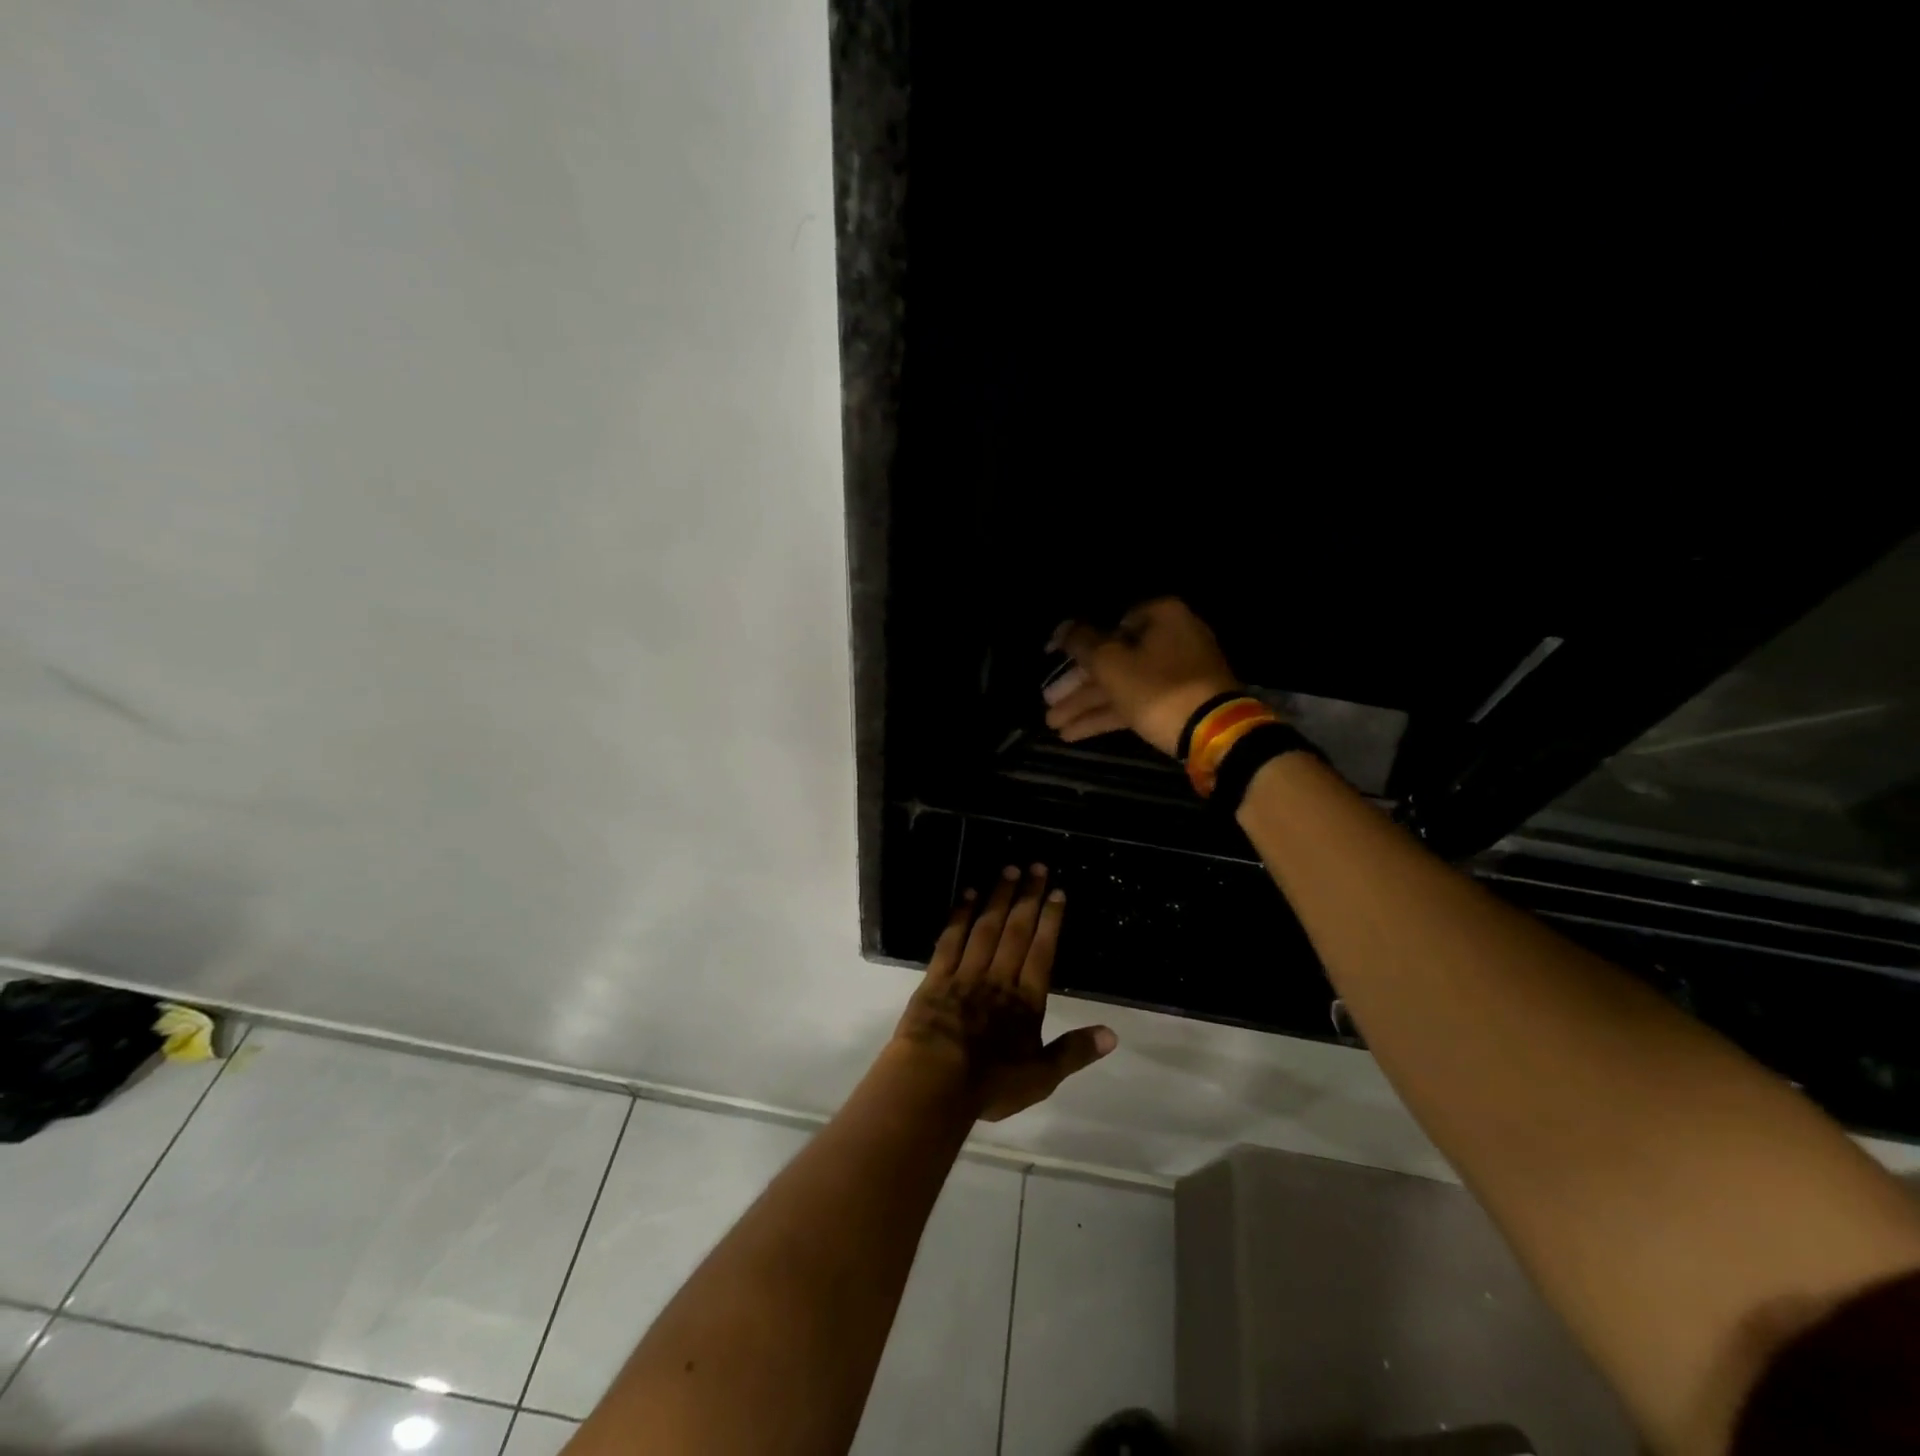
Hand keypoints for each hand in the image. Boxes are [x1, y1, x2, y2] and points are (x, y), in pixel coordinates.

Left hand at [892, 865, 1116, 1121]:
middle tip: (1036, 866)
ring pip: (986, 927)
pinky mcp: (936, 977)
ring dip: (999, 897)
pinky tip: (967, 895)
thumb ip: (1075, 1052)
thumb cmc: (991, 1084)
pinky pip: (951, 939)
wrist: (934, 1083)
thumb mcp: (1041, 1077)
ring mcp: (966, 974)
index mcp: (1025, 1000)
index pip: (1042, 952)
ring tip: (1009, 870)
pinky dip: (960, 915)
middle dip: (1029, 898)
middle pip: (1017, 931)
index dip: (1051, 921)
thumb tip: (1113, 1034)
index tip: (1057, 892)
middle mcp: (998, 978)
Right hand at [1042, 597, 1241, 756]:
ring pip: (1122, 684)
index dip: (1077, 642)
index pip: (1109, 623)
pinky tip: (1074, 733)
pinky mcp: (1179, 702)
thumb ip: (1081, 643)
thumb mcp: (1110, 663)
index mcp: (1161, 616)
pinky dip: (1107, 715)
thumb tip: (1062, 628)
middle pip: (1113, 658)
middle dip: (1077, 685)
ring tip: (1053, 724)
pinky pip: (1136, 702)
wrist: (1213, 732)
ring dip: (1086, 704)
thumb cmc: (1157, 688)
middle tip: (1048, 702)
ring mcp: (1177, 673)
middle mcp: (1172, 638)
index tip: (1054, 660)